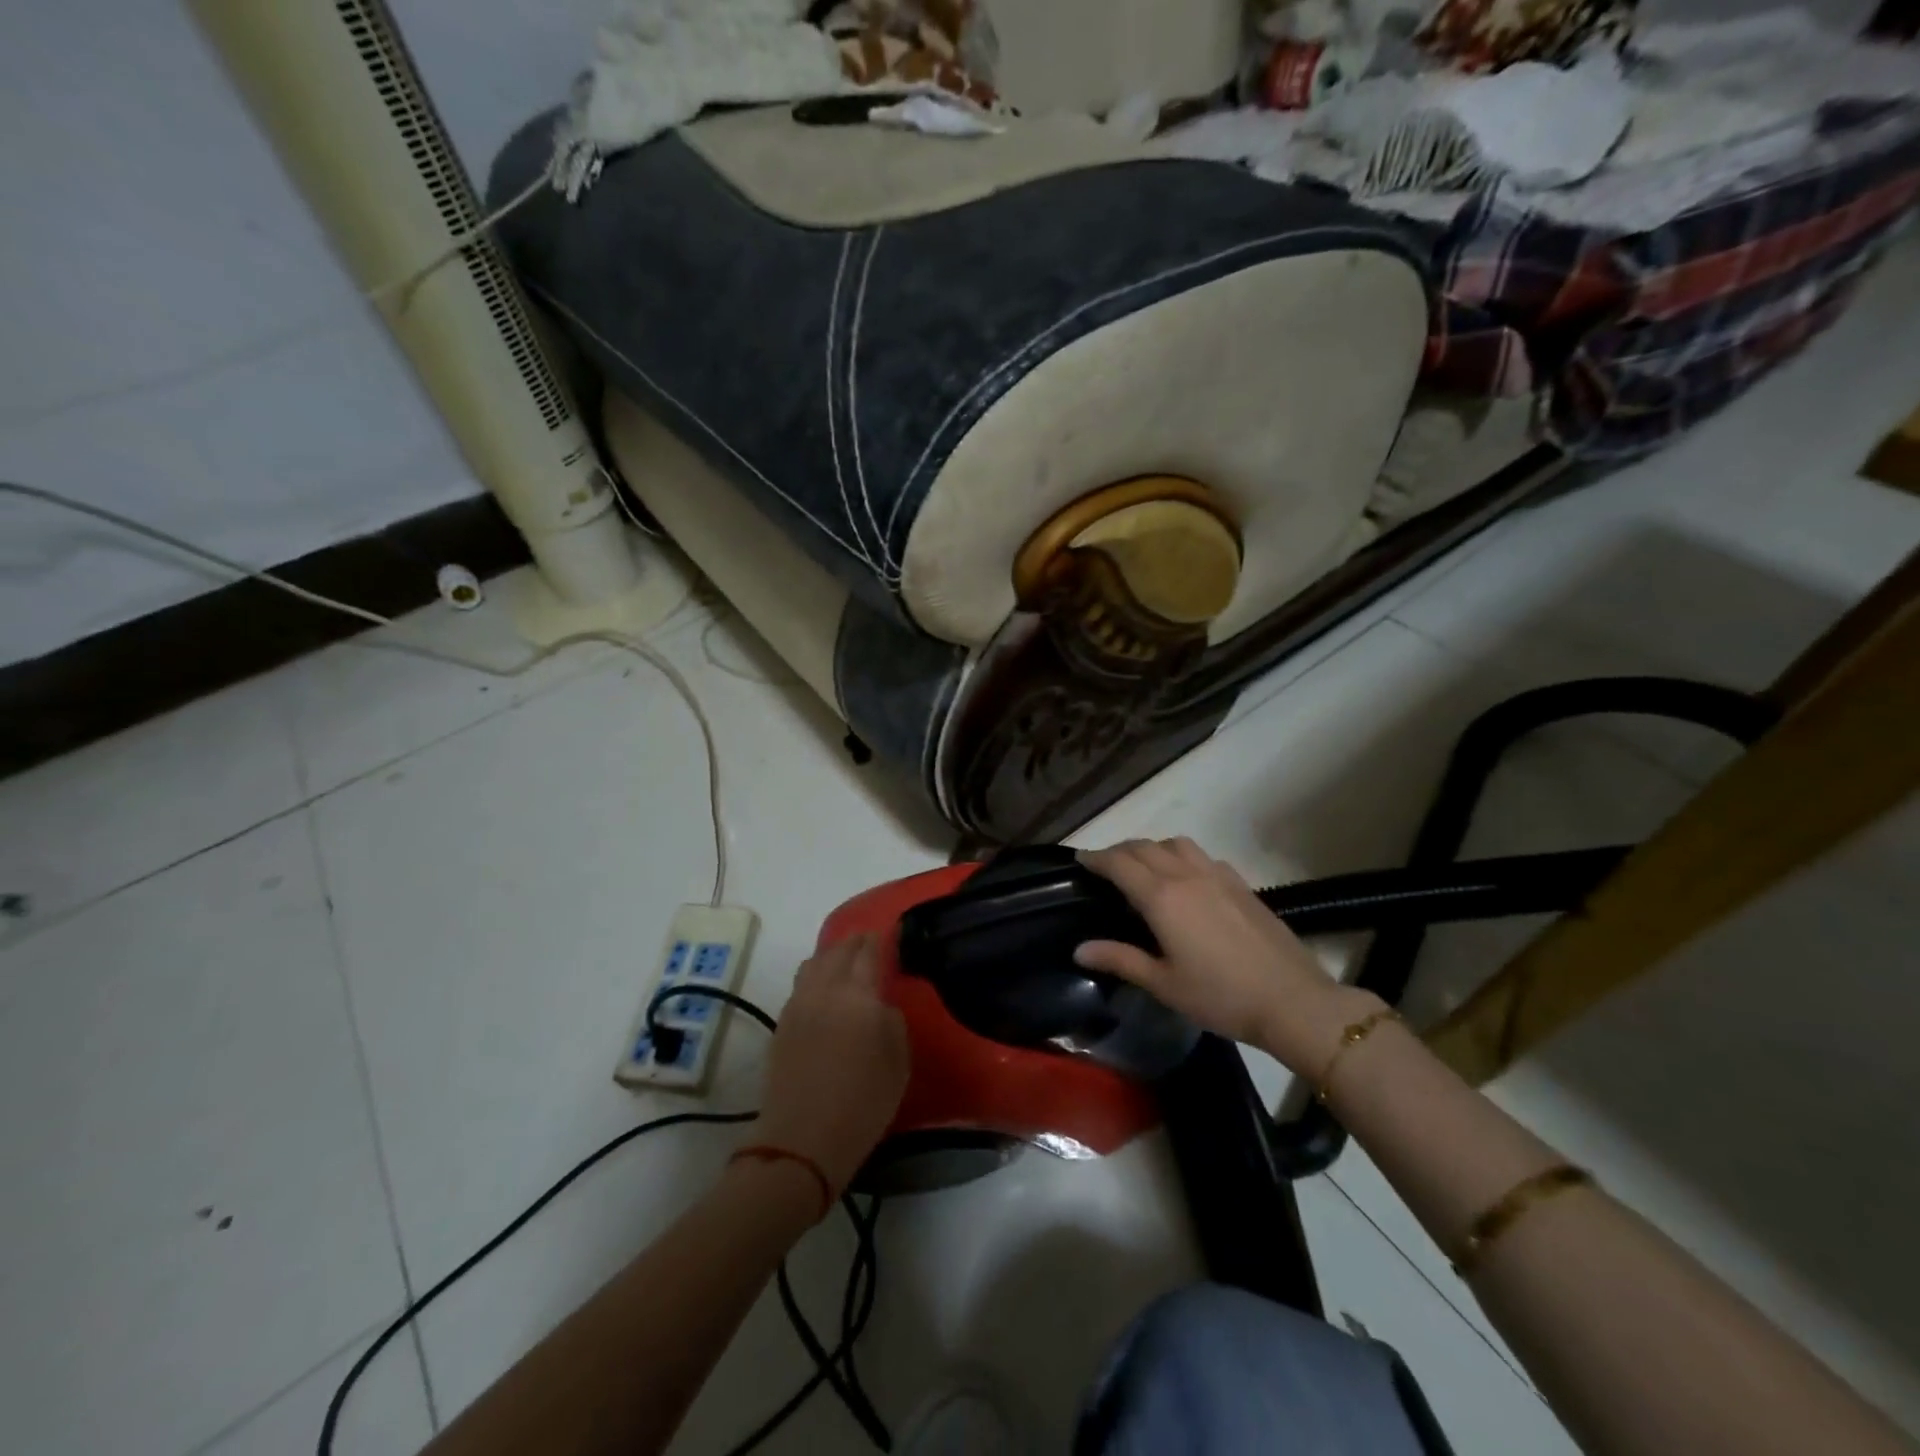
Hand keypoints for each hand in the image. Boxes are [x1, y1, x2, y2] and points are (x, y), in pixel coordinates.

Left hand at [753, 933, 909, 1195]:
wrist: (802, 1141)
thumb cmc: (863, 1104)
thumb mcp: (898, 1062)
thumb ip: (892, 1021)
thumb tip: (879, 1004)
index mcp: (858, 995)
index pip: (868, 952)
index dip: (880, 939)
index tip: (890, 933)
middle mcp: (825, 990)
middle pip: (838, 951)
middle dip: (855, 942)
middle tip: (869, 943)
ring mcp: (799, 1004)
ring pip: (814, 963)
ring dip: (831, 955)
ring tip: (844, 961)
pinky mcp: (782, 1022)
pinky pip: (801, 984)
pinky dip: (815, 975)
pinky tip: (824, 989)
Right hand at [1075, 838, 1379, 1075]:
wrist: (1293, 1001)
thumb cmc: (1221, 996)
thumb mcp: (1163, 984)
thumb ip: (1120, 960)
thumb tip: (1079, 950)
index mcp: (1162, 897)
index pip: (1119, 864)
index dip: (1096, 858)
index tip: (1080, 859)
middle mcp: (1186, 875)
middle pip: (1144, 847)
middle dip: (1119, 850)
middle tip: (1104, 865)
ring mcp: (1218, 875)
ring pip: (1175, 843)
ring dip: (1152, 847)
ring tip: (1143, 866)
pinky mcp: (1241, 884)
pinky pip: (1202, 855)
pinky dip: (1182, 856)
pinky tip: (1186, 879)